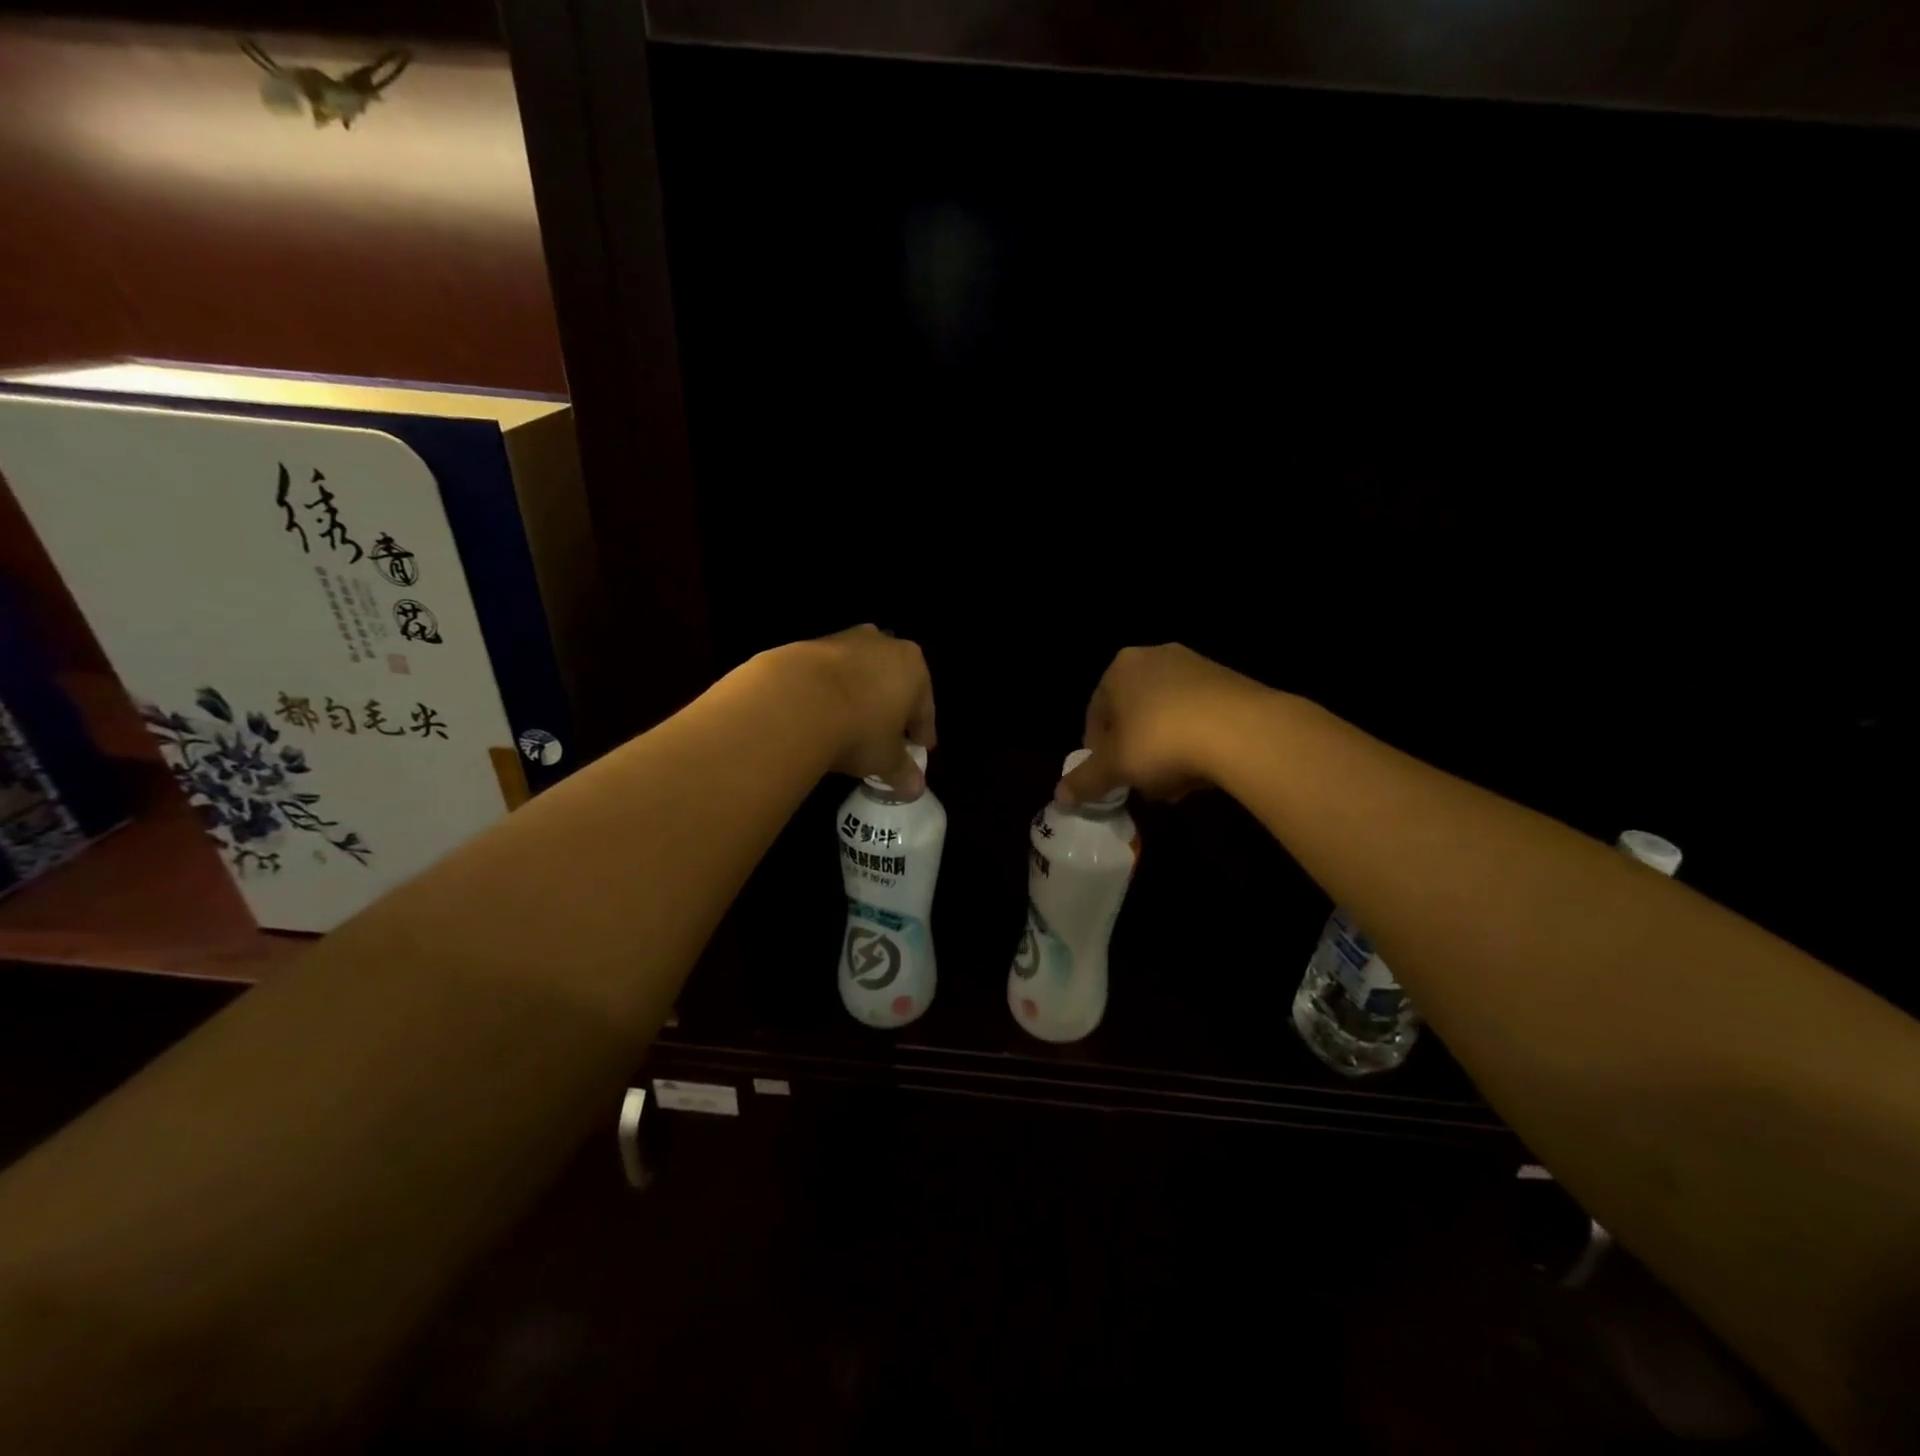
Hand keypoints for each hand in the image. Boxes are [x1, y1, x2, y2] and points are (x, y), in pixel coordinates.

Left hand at [772, 625, 935, 794]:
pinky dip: (830, 691)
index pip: (925, 705)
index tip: (919, 748)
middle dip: (891, 708)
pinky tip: (822, 714)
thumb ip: (903, 771)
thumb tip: (915, 788)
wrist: (794, 701)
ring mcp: (845, 639)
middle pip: (894, 682)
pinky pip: (829, 674)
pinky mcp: (809, 644)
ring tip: (850, 725)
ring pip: (861, 673)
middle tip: (887, 736)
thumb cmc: (858, 729)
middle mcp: (884, 645)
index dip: (921, 730)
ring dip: (860, 696)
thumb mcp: (886, 759)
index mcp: (914, 667)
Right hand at [1057, 645, 1261, 805]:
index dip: (1098, 750)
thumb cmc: (1161, 741)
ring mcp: (1198, 667)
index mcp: (1120, 668)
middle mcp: (1156, 657)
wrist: (1243, 731)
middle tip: (1142, 783)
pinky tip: (1202, 772)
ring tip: (1174, 785)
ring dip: (1166, 752)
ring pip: (1168, 717)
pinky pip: (1200, 716)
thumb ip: (1085, 780)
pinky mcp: (1232, 682)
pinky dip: (1195, 742)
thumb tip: (1060, 796)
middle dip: (1136, 752)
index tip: (1109, 777)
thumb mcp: (1115, 767)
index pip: (1096, 712)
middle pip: (1134, 714)